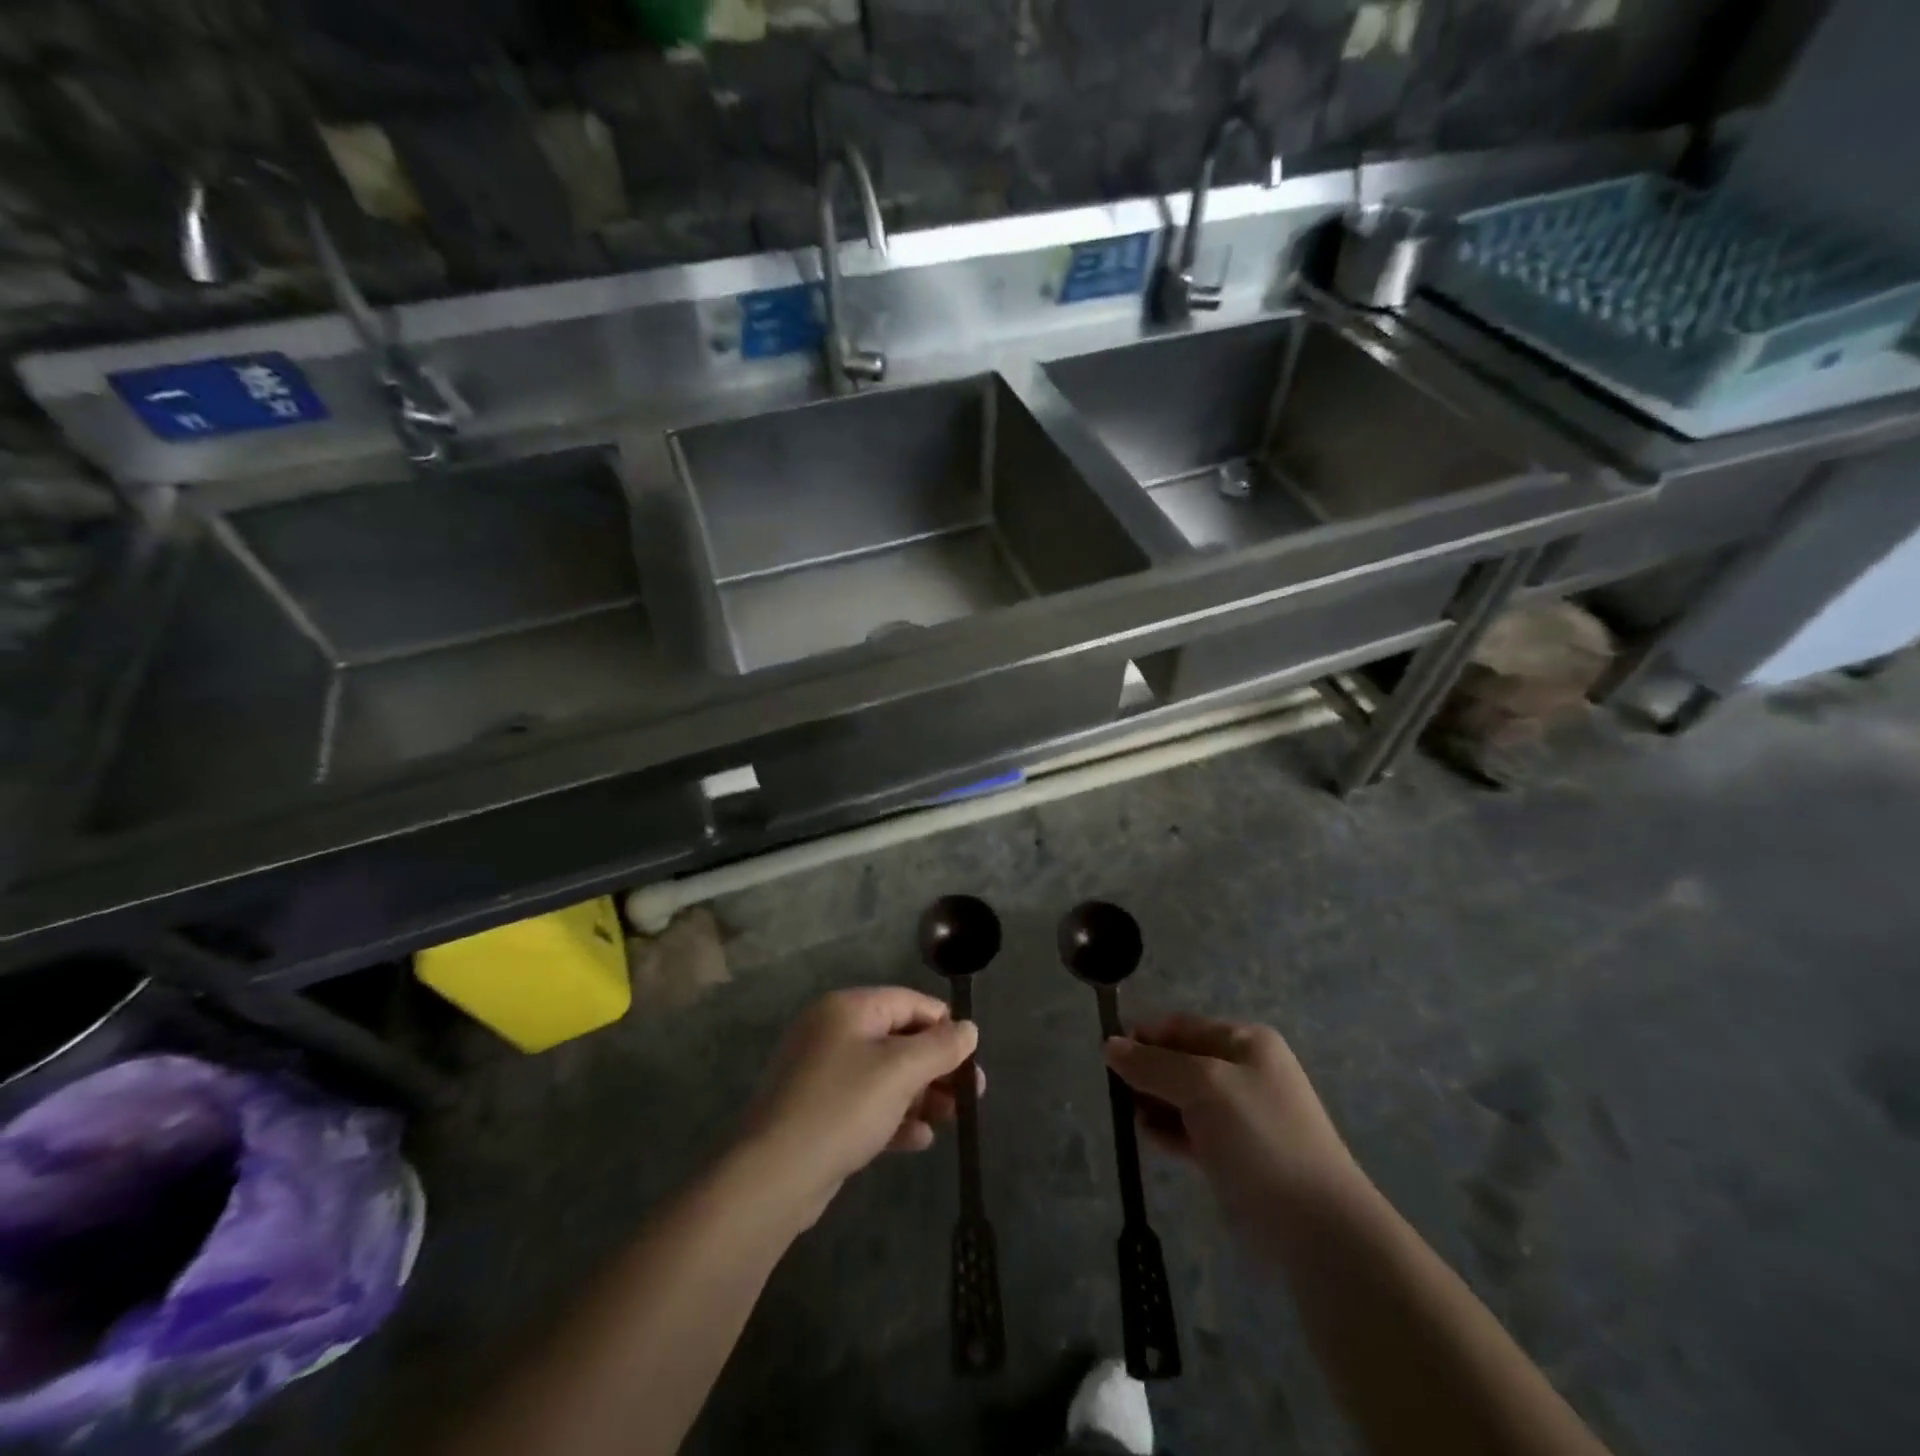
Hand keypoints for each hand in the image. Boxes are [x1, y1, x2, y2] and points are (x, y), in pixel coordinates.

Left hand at [743, 988, 979, 1224]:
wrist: (773, 1176)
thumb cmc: (843, 1107)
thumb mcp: (900, 1071)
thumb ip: (940, 1047)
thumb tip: (969, 1029)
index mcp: (847, 1009)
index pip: (909, 1002)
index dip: (944, 1025)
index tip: (972, 1056)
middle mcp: (832, 1033)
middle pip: (898, 1039)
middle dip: (937, 1066)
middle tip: (972, 1094)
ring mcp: (822, 1074)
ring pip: (885, 1075)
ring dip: (921, 1094)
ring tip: (952, 1119)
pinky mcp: (818, 1113)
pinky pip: (866, 1105)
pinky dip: (894, 1117)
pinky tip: (920, 1139)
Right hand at [1105, 1014, 1361, 1226]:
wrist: (1317, 1226)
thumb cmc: (1260, 1138)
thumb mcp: (1203, 1087)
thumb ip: (1153, 1064)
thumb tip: (1109, 1044)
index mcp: (1245, 1042)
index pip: (1181, 1026)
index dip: (1145, 1037)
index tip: (1110, 1057)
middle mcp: (1245, 1071)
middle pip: (1180, 1060)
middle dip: (1148, 1073)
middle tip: (1119, 1094)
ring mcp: (1243, 1114)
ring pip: (1184, 1097)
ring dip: (1155, 1104)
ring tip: (1134, 1120)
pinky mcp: (1237, 1154)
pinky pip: (1193, 1130)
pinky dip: (1170, 1131)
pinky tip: (1151, 1140)